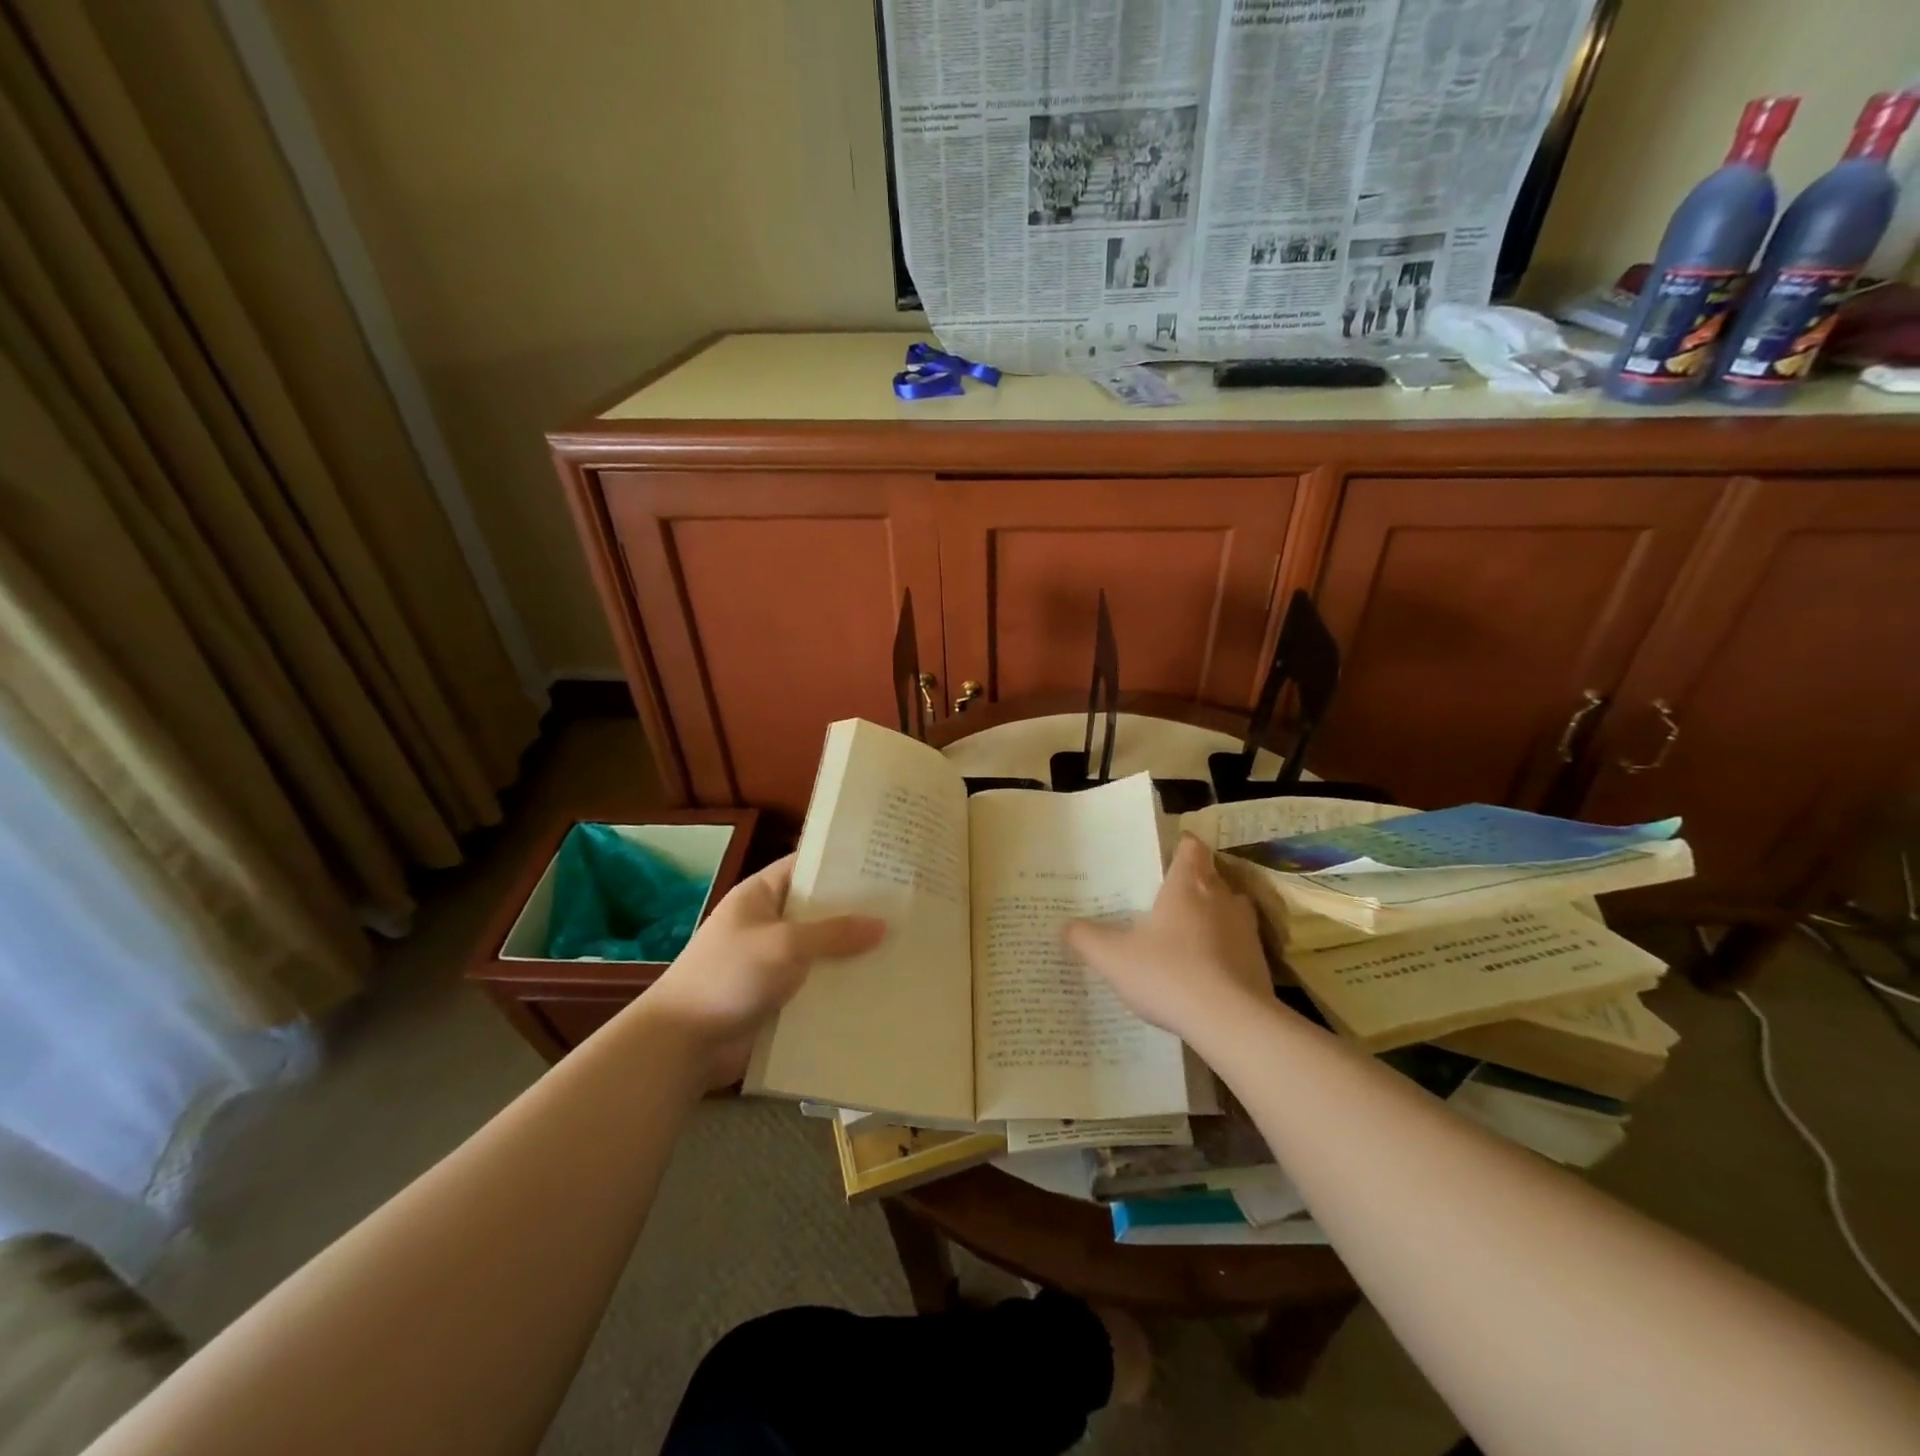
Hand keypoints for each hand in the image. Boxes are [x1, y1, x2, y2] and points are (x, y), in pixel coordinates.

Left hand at [644, 855, 885, 1086]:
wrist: (683, 1044)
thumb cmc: (729, 976)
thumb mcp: (785, 944)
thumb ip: (834, 932)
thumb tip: (882, 925)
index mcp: (762, 895)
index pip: (807, 866)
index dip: (843, 863)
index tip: (887, 863)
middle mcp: (771, 923)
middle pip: (821, 911)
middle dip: (859, 912)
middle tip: (909, 908)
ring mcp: (776, 962)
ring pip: (825, 951)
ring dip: (855, 954)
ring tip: (907, 948)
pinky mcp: (781, 998)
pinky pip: (819, 985)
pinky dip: (843, 987)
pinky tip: (882, 988)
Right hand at [1065, 835, 1274, 1048]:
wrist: (1232, 1022)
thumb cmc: (1168, 975)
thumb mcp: (1113, 958)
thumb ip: (1086, 938)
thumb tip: (1067, 925)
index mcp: (1187, 885)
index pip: (1191, 847)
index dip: (1180, 847)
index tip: (1165, 855)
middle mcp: (1221, 897)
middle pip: (1210, 876)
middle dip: (1191, 883)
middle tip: (1164, 898)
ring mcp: (1245, 929)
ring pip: (1229, 908)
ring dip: (1212, 915)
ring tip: (1186, 932)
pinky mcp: (1259, 961)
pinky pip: (1239, 943)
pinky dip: (1224, 948)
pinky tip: (1205, 970)